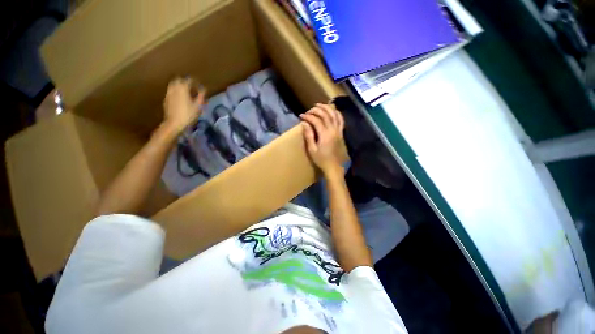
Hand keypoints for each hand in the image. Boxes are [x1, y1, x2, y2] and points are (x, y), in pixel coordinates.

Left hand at [162, 77, 205, 134]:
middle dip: (185, 82)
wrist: (174, 123)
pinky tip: (180, 98)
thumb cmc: (188, 114)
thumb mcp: (198, 106)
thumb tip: (203, 89)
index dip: (194, 81)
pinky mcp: (166, 98)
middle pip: (179, 80)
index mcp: (182, 88)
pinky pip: (171, 91)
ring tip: (186, 92)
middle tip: (192, 87)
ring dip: (180, 86)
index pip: (188, 80)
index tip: (198, 85)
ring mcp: (169, 93)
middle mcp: (174, 88)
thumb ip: (201, 96)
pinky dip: (176, 91)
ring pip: (174, 85)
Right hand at [300, 103, 345, 175]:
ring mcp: (339, 131)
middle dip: (316, 110)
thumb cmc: (321, 160)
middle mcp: (333, 130)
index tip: (301, 116)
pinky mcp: (341, 133)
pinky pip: (341, 120)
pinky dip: (337, 113)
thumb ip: (309, 136)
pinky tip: (333, 110)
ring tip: (320, 105)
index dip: (308, 116)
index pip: (316, 120)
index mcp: (325, 134)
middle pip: (325, 114)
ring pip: (334, 114)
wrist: (334, 167)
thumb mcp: (312, 150)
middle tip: (309, 110)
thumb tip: (304, 124)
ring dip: (327, 108)